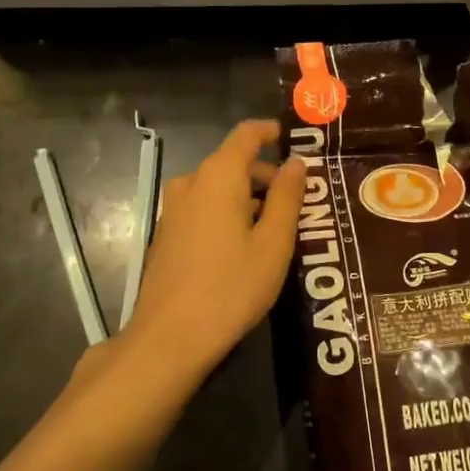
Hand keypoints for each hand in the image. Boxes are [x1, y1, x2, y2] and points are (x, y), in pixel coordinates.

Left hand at [116, 120, 305, 382]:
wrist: (169, 338)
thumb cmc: (231, 286)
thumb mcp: (273, 243)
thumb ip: (287, 197)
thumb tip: (296, 163)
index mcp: (218, 177)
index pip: (246, 134)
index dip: (271, 132)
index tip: (297, 141)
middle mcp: (191, 184)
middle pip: (234, 163)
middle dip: (268, 175)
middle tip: (302, 201)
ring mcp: (174, 210)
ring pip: (219, 188)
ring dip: (250, 198)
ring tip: (280, 228)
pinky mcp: (167, 235)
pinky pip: (204, 208)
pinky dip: (229, 213)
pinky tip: (247, 247)